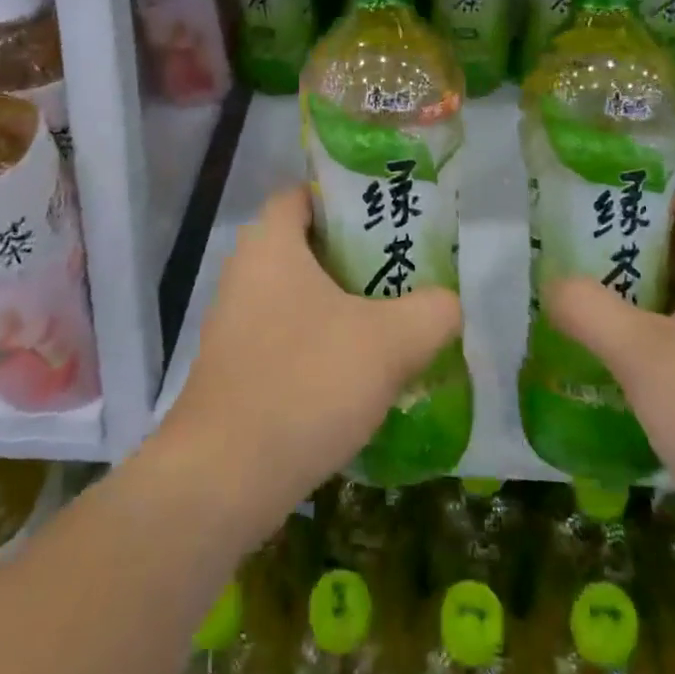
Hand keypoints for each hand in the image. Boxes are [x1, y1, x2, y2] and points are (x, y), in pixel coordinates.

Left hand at [160, 185, 460, 536]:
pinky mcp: (236, 367)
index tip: (390, 219)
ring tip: (395, 320)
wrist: (225, 478)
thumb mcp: (391, 341)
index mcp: (270, 244)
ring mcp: (235, 323)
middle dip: (357, 256)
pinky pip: (288, 335)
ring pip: (300, 295)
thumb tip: (448, 303)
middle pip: (308, 245)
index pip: (304, 194)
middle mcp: (245, 273)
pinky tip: (361, 372)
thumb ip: (434, 311)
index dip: (346, 199)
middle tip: (406, 271)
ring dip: (344, 305)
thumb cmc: (306, 382)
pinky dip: (323, 342)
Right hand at [542, 190, 674, 573]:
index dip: (651, 201)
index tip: (597, 213)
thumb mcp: (642, 353)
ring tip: (579, 309)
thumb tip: (553, 284)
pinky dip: (647, 345)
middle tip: (574, 262)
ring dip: (633, 302)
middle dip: (628, 253)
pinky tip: (609, 365)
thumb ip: (588, 308)